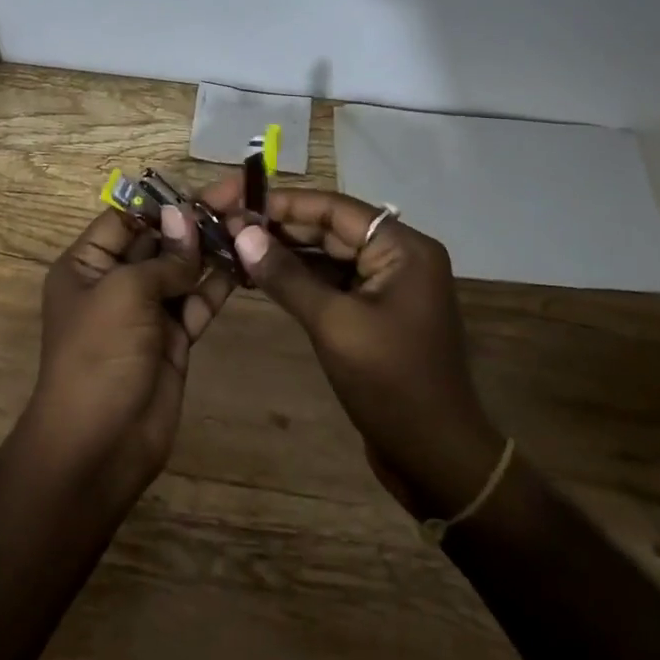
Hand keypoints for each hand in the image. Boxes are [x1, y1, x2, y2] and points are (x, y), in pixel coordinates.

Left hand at [21, 197, 234, 507]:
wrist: (99, 444)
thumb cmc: (98, 355)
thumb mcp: (124, 293)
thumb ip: (162, 258)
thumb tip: (185, 217)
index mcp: (86, 265)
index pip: (125, 220)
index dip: (161, 202)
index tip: (201, 186)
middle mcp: (114, 283)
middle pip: (158, 241)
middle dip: (194, 220)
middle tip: (239, 195)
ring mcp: (146, 313)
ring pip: (182, 270)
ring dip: (212, 248)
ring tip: (251, 221)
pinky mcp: (173, 339)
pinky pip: (197, 302)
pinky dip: (219, 283)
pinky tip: (246, 261)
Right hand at [224, 188, 504, 519]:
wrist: (435, 458)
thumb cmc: (391, 385)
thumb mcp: (334, 325)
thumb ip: (287, 276)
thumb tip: (242, 234)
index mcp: (403, 248)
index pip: (333, 208)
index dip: (281, 203)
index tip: (233, 201)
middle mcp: (398, 256)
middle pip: (329, 228)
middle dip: (277, 226)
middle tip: (223, 225)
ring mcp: (386, 284)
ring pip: (326, 254)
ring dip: (282, 251)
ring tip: (231, 246)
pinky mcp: (373, 310)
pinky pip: (330, 281)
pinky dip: (296, 278)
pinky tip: (256, 275)